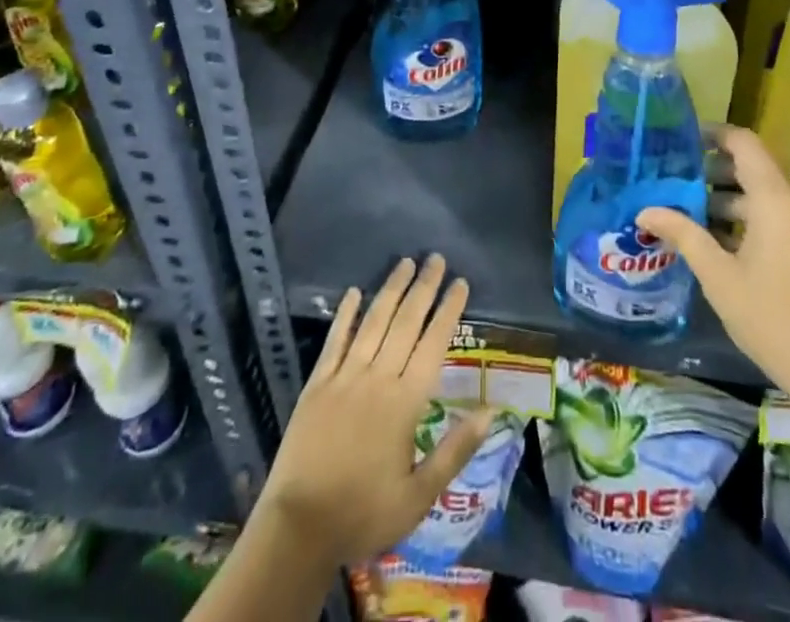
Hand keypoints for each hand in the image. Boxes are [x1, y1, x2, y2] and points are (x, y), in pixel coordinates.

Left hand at [258, 254, 492, 566]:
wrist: (298, 530)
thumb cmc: (364, 515)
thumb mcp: (419, 496)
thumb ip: (455, 451)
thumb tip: (491, 412)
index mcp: (405, 403)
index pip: (433, 343)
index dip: (448, 311)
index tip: (460, 283)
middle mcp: (377, 379)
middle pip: (405, 322)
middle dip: (423, 288)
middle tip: (436, 258)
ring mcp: (344, 377)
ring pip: (373, 322)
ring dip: (391, 290)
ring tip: (405, 262)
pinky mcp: (317, 384)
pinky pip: (335, 341)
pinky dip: (345, 315)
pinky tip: (353, 292)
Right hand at [639, 125, 789, 399]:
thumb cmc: (772, 318)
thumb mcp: (718, 276)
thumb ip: (683, 234)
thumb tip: (644, 211)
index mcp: (776, 199)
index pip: (744, 143)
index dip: (714, 134)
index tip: (683, 142)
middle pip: (753, 169)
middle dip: (714, 174)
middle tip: (676, 184)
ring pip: (766, 195)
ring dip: (730, 200)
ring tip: (691, 216)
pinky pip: (781, 215)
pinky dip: (752, 218)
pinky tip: (723, 243)